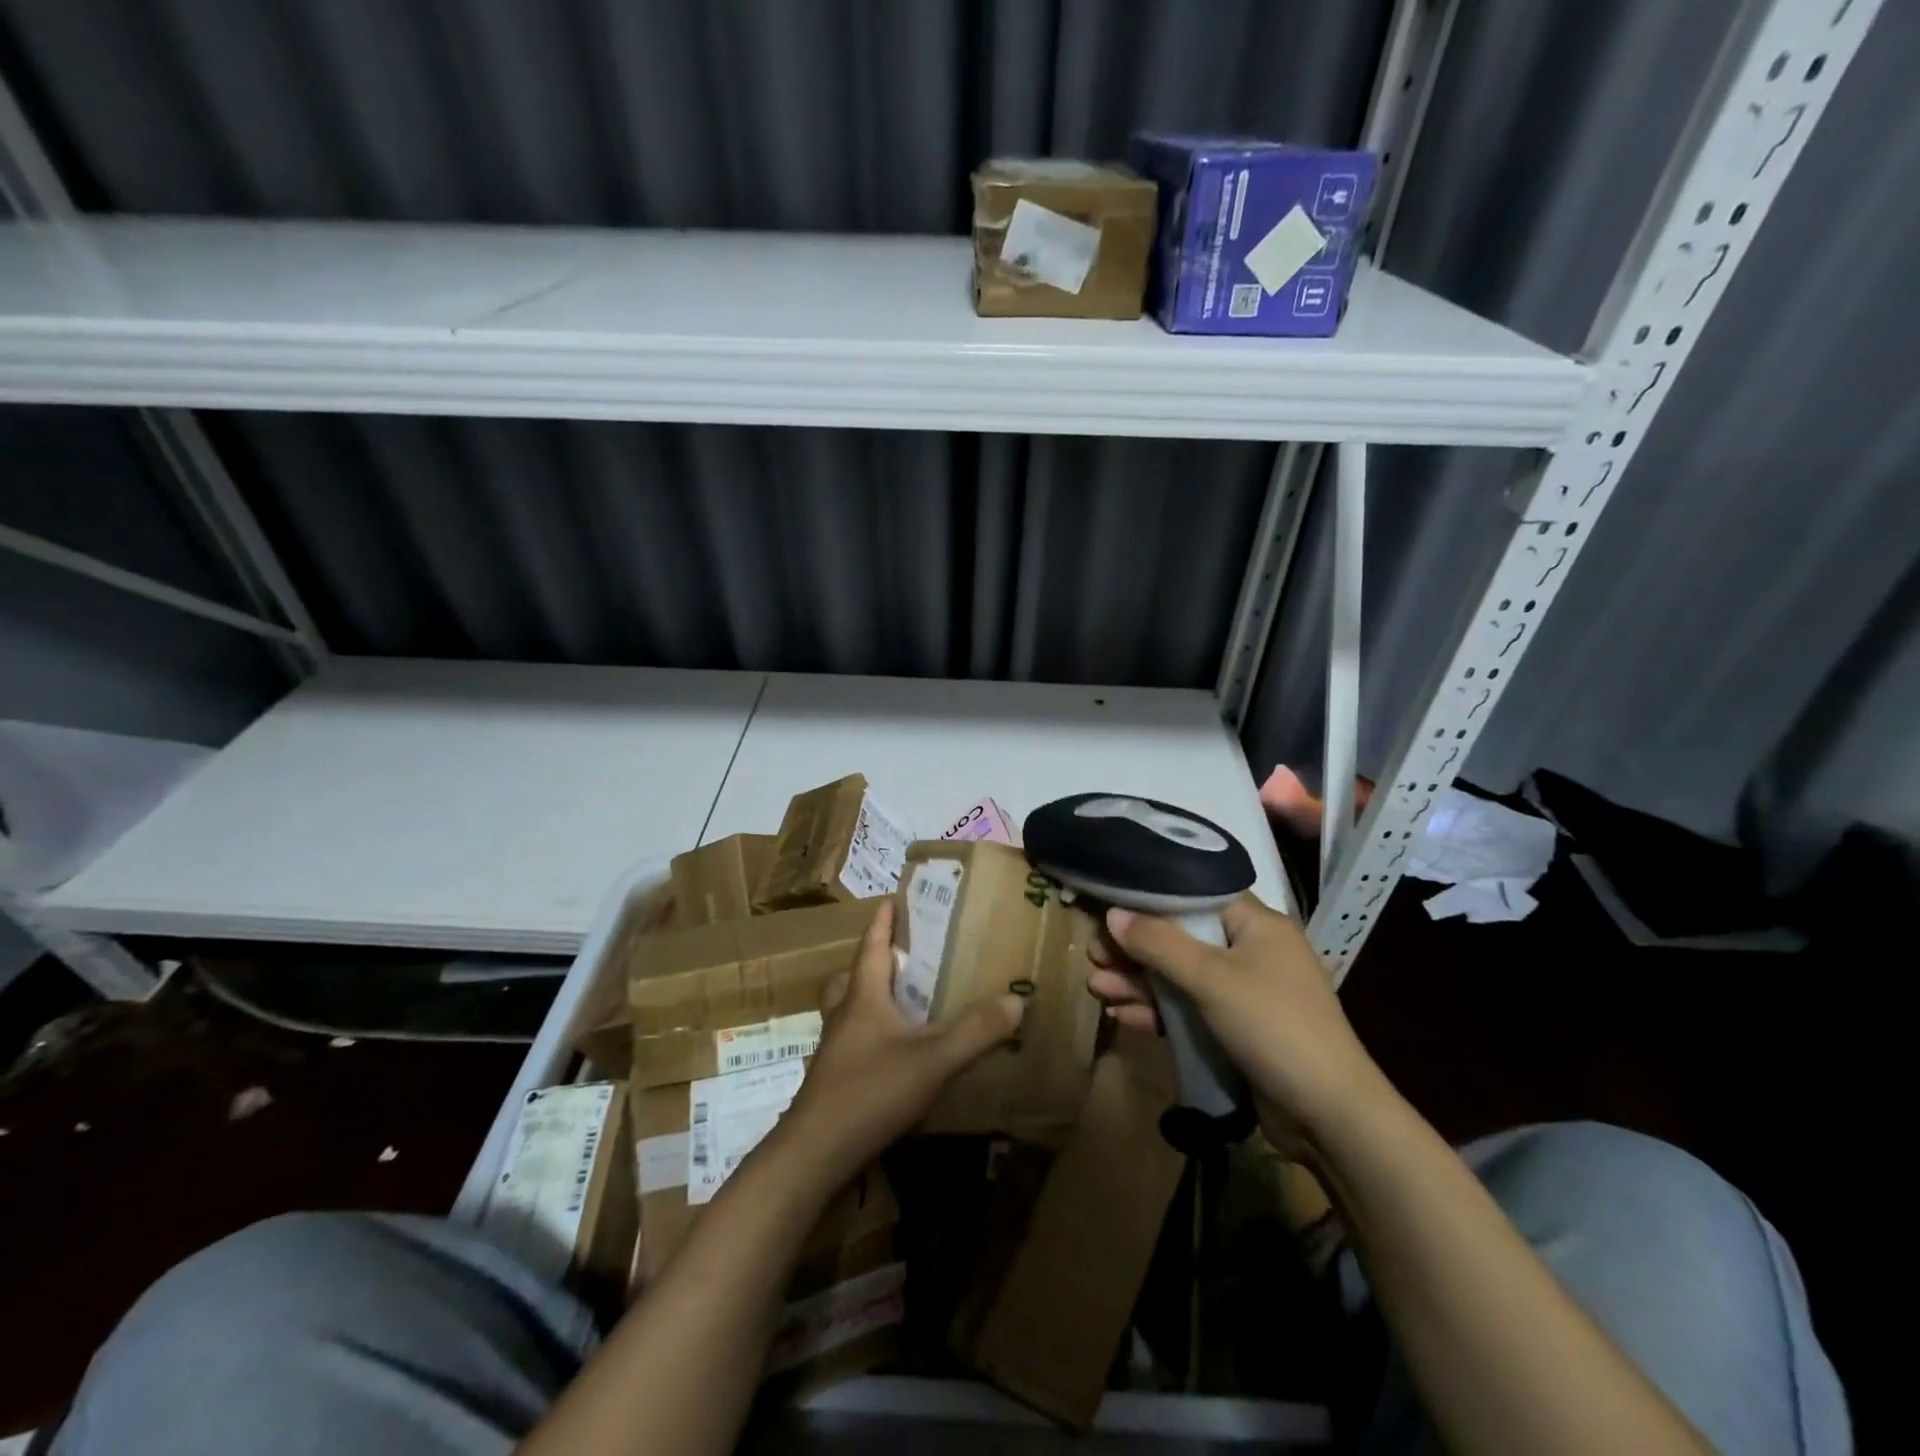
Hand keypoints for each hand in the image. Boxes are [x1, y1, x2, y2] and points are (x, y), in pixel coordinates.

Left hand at [779, 900, 1023, 1186]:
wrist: (815, 1153)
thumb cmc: (870, 1092)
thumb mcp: (932, 1059)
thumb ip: (975, 1031)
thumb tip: (1016, 1000)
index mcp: (863, 997)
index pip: (871, 947)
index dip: (882, 923)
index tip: (889, 899)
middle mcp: (844, 1016)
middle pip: (852, 977)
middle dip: (873, 961)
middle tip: (900, 957)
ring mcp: (835, 1050)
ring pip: (848, 1010)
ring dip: (869, 999)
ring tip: (900, 1004)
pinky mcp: (833, 1080)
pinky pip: (853, 1042)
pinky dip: (871, 1036)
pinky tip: (894, 1055)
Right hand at [1089, 894, 1383, 1155]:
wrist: (1329, 1116)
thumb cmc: (1273, 1026)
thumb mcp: (1211, 978)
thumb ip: (1159, 943)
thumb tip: (1112, 914)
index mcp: (1255, 925)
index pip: (1194, 895)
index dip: (1149, 900)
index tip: (1108, 906)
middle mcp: (1249, 951)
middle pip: (1180, 938)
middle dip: (1135, 949)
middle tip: (1093, 954)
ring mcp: (1242, 993)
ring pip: (1179, 977)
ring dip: (1139, 983)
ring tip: (1096, 988)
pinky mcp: (1235, 1030)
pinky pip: (1188, 1011)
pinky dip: (1157, 1012)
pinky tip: (1122, 1016)